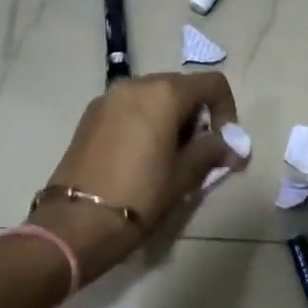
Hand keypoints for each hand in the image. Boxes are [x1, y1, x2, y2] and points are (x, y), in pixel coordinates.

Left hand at [29, 73, 247, 284]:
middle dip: (197, 115)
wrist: (76, 223)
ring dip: (171, 118)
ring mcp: (108, 99)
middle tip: (199, 152)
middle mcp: (135, 85)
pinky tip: (143, 157)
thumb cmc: (140, 195)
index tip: (223, 142)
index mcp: (164, 93)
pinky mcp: (89, 116)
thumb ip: (212, 152)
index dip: (227, 110)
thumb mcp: (184, 175)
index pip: (212, 84)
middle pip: (181, 87)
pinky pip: (129, 108)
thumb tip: (231, 146)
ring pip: (153, 97)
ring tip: (170, 156)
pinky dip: (145, 122)